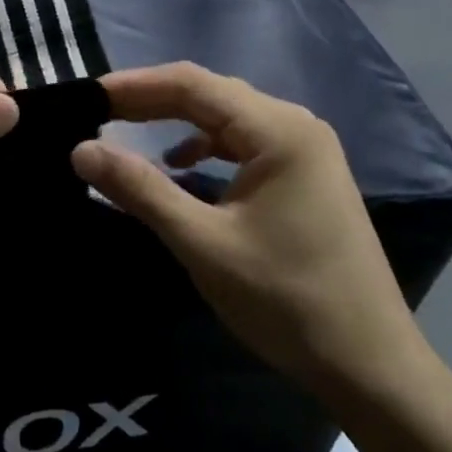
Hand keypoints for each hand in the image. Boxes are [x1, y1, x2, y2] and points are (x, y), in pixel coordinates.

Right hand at [71, 64, 428, 406]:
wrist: (371, 366)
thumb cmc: (286, 301)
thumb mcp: (203, 243)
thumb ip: (140, 189)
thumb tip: (81, 149)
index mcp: (279, 130)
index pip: (192, 84)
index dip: (134, 86)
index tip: (85, 95)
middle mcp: (295, 125)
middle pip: (209, 95)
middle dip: (150, 99)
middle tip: (95, 111)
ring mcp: (304, 150)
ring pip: (225, 117)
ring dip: (174, 120)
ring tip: (125, 127)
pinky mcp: (304, 176)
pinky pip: (242, 143)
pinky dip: (203, 146)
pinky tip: (180, 164)